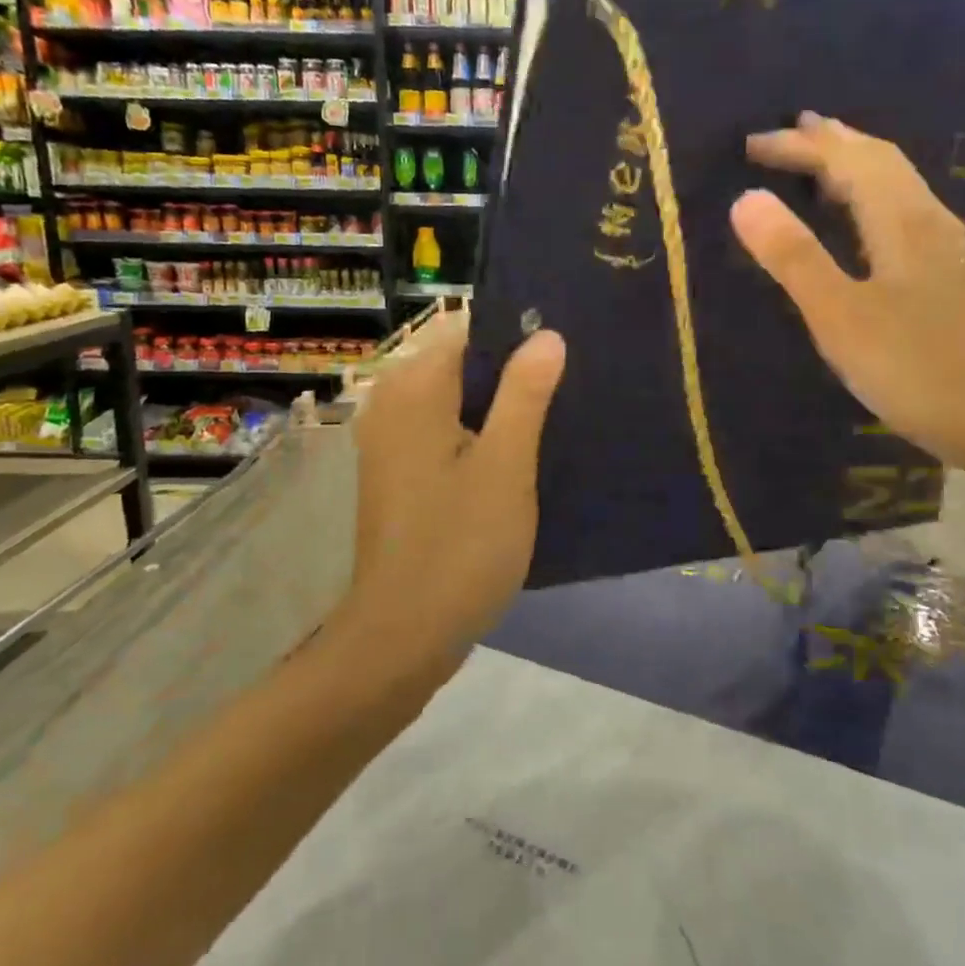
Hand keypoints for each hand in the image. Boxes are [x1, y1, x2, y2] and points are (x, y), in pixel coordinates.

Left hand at [341, 312, 566, 657]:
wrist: (403, 635)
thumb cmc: (460, 545)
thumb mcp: (506, 466)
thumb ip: (525, 394)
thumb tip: (547, 335)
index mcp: (413, 389)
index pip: (468, 330)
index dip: (518, 334)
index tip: (566, 349)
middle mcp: (392, 402)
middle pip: (461, 364)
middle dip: (513, 372)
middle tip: (572, 385)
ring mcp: (391, 440)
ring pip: (456, 400)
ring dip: (501, 406)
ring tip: (558, 415)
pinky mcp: (399, 472)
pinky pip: (445, 431)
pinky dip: (480, 434)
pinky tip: (522, 453)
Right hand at [731, 112, 964, 478]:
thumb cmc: (915, 369)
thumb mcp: (840, 316)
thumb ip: (793, 257)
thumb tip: (745, 198)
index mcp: (901, 221)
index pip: (848, 160)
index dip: (800, 146)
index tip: (751, 145)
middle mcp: (928, 222)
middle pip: (880, 161)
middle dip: (830, 143)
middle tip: (788, 134)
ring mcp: (944, 250)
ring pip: (896, 186)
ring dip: (853, 166)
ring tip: (819, 163)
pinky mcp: (948, 278)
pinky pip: (901, 213)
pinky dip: (868, 198)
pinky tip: (861, 223)